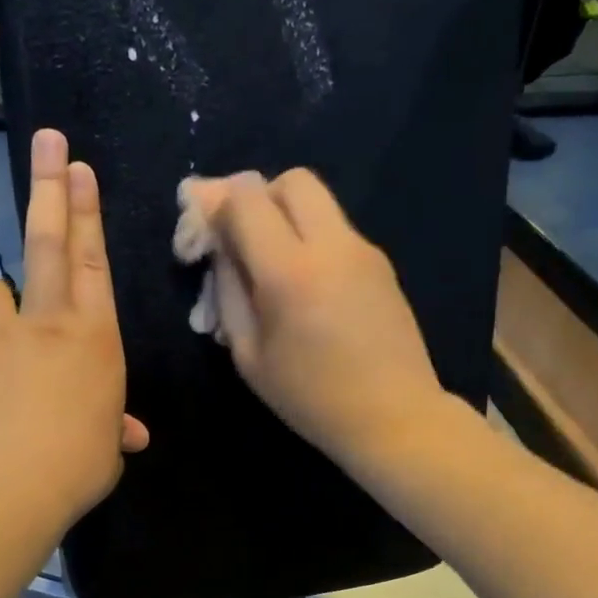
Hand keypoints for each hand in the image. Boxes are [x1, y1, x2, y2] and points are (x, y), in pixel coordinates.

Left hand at [0, 128, 148, 521]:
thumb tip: (127, 434)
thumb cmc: (76, 464)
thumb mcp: (105, 448)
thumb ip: (111, 427)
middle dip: (50, 186)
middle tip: (48, 140)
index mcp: (93, 337)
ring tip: (4, 344)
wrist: (2, 484)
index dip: (87, 211)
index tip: (79, 167)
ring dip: (1, 308)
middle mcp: (43, 321)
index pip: (92, 260)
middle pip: (47, 240)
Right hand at [186, 168, 454, 469]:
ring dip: (286, 216)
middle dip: (257, 198)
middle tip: (242, 238)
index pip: (245, 199)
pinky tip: (307, 285)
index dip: (214, 203)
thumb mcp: (249, 355)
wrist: (394, 416)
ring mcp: (364, 250)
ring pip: (319, 201)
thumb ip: (229, 292)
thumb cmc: (311, 398)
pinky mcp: (382, 263)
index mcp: (291, 272)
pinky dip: (312, 238)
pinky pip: (337, 229)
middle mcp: (332, 246)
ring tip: (272, 264)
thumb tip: (221, 249)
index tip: (203, 231)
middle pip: (290, 180)